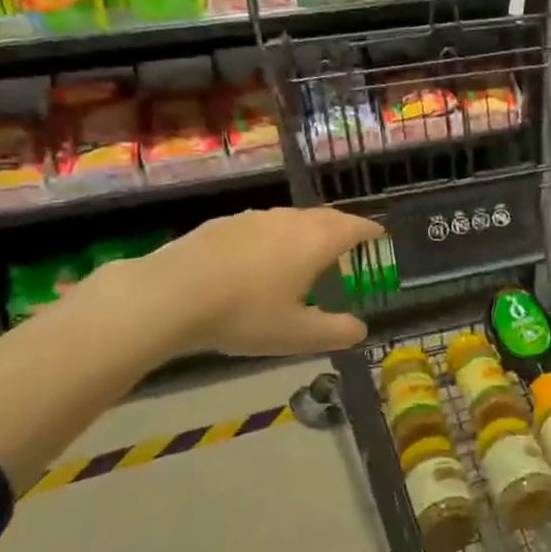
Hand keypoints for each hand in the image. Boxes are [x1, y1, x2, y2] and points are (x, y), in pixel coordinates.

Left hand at [117, 207, 385, 360]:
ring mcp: (255, 218)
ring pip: (293, 219)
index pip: (356, 226)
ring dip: (307, 232)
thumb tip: (361, 330)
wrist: (170, 294)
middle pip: (327, 217)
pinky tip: (259, 261)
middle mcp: (291, 220)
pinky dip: (274, 238)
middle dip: (342, 229)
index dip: (372, 232)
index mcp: (317, 240)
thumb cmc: (245, 313)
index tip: (380, 238)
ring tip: (305, 255)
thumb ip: (335, 331)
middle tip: (348, 247)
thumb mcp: (297, 334)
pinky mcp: (224, 223)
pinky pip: (262, 226)